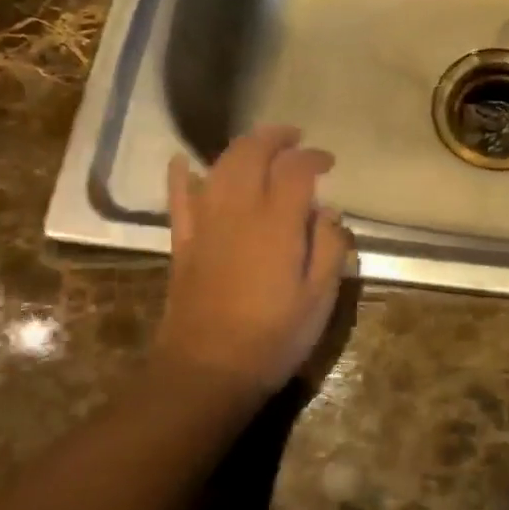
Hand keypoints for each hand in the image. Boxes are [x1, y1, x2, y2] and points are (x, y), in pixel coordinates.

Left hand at [153, 124, 354, 402]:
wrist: (208, 371)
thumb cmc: (274, 338)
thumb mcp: (320, 298)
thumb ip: (330, 247)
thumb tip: (327, 213)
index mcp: (278, 223)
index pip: (296, 170)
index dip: (313, 158)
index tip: (328, 162)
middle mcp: (239, 211)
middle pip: (252, 154)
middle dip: (275, 138)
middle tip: (294, 139)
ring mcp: (205, 224)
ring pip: (218, 167)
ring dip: (240, 148)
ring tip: (259, 146)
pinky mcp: (183, 242)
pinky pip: (178, 197)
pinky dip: (181, 175)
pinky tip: (183, 162)